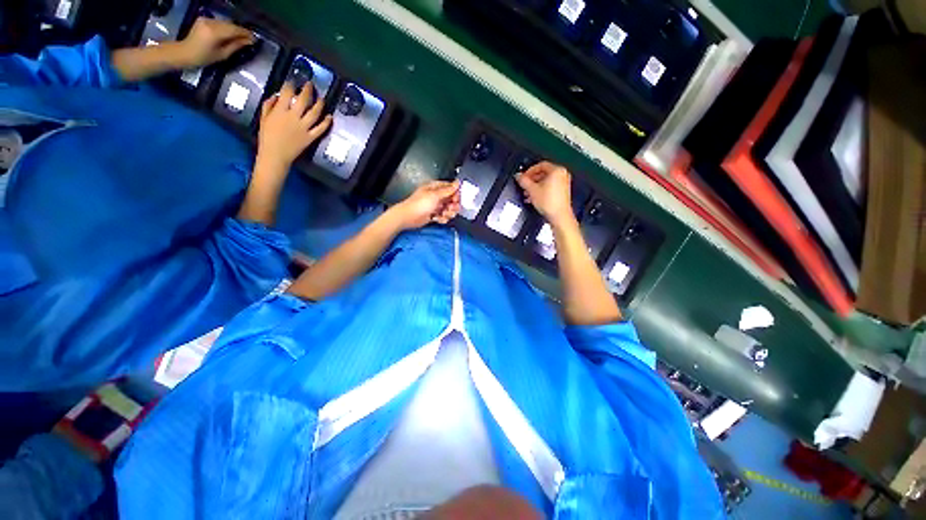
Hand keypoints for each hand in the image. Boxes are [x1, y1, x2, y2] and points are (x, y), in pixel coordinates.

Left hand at [176, 17, 254, 68]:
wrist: (184, 52)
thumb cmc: (204, 58)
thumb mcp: (222, 55)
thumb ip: (235, 46)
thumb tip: (248, 41)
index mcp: (215, 32)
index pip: (235, 30)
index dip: (246, 34)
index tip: (254, 39)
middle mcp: (211, 23)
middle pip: (230, 24)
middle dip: (241, 31)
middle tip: (249, 39)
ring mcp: (206, 19)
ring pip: (226, 22)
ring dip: (234, 29)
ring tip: (241, 37)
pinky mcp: (204, 19)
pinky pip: (219, 22)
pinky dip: (226, 27)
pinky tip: (229, 34)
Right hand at [257, 82, 332, 168]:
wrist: (275, 155)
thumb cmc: (267, 137)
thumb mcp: (263, 118)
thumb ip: (269, 105)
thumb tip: (276, 96)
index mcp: (280, 111)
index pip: (287, 93)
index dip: (291, 85)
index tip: (293, 82)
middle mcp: (293, 117)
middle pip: (304, 100)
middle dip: (308, 90)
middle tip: (311, 84)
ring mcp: (304, 128)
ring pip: (314, 113)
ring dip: (319, 104)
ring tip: (322, 98)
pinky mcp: (310, 137)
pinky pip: (320, 129)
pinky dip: (326, 122)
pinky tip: (330, 116)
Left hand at [390, 180, 461, 230]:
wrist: (409, 217)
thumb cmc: (419, 204)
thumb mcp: (435, 195)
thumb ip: (448, 189)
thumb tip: (457, 183)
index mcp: (436, 188)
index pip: (451, 188)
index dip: (456, 194)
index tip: (456, 199)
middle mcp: (437, 196)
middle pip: (452, 200)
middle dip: (453, 206)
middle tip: (449, 208)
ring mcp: (436, 206)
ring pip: (449, 209)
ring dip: (448, 213)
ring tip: (442, 214)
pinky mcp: (434, 215)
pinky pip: (444, 217)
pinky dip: (442, 219)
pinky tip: (438, 219)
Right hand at [516, 161, 574, 227]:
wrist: (559, 216)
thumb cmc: (550, 203)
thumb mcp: (532, 190)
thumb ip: (523, 181)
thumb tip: (518, 176)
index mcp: (557, 170)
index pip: (540, 165)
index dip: (529, 171)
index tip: (523, 176)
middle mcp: (562, 175)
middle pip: (543, 173)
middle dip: (531, 180)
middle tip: (524, 185)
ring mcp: (563, 184)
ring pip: (545, 181)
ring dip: (535, 187)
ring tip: (527, 193)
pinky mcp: (562, 192)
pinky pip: (549, 188)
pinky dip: (541, 191)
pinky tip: (534, 198)